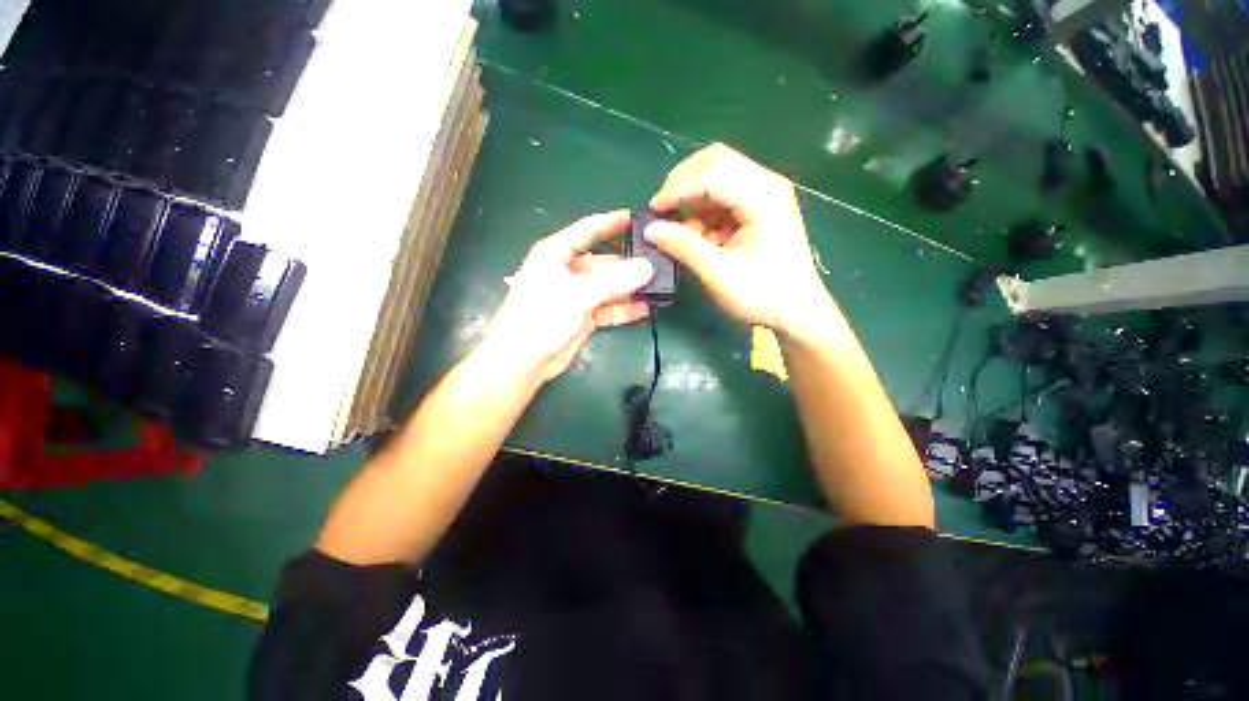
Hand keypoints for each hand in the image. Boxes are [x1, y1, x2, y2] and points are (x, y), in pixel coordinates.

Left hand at [481, 210, 654, 382]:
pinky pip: (609, 308)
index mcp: (557, 253)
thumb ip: (614, 281)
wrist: (522, 362)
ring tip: (661, 284)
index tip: (641, 218)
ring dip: (631, 288)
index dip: (614, 222)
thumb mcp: (577, 294)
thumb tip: (647, 267)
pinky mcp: (584, 317)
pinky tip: (648, 308)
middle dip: (630, 262)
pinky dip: (626, 309)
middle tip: (661, 260)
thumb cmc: (541, 317)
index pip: (589, 230)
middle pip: (605, 261)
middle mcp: (568, 271)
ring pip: (610, 286)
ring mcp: (577, 295)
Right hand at [645, 143, 832, 338]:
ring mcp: (763, 194)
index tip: (653, 213)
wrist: (797, 311)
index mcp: (763, 196)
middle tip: (663, 213)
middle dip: (683, 184)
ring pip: (716, 176)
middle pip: (715, 162)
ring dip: (692, 200)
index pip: (712, 172)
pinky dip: (703, 212)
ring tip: (681, 232)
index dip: (677, 188)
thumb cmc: (763, 295)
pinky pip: (721, 196)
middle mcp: (765, 184)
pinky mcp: (757, 207)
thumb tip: (650, 230)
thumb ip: (684, 247)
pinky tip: (698, 235)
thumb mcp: (720, 274)